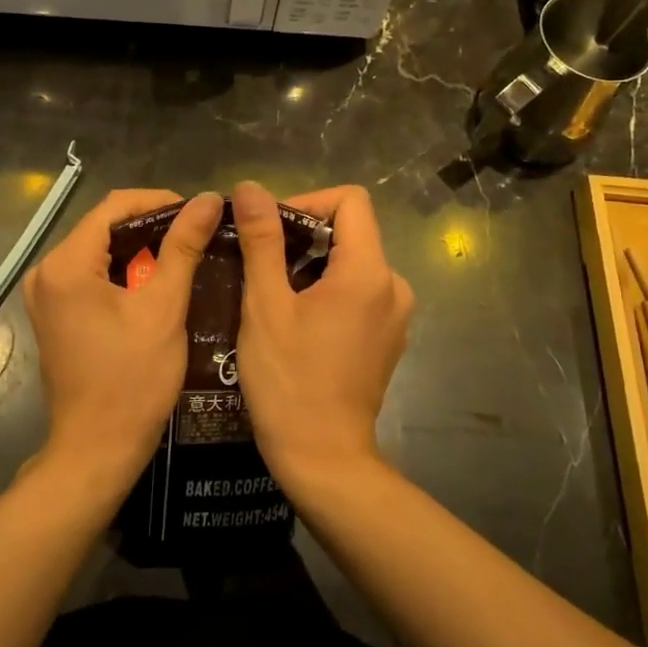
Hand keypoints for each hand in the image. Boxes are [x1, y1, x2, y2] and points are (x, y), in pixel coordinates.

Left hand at [23, 189, 222, 489]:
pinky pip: (90, 276)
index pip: (114, 206)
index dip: (159, 201)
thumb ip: (183, 247)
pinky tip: (156, 282)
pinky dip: (123, 273)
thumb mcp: (164, 308)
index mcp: (66, 264)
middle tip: (197, 235)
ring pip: (98, 251)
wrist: (97, 449)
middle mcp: (46, 272)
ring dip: (139, 250)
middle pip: (103, 227)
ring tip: (184, 255)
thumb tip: (208, 199)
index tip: (198, 212)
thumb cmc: (133, 380)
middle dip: (151, 226)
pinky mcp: (53, 314)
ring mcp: (45, 295)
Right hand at [231, 181, 413, 489]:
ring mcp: (396, 316)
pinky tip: (295, 321)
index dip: (307, 201)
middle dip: (303, 237)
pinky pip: (359, 293)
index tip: (270, 230)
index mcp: (369, 272)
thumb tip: (251, 188)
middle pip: (351, 232)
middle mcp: (394, 286)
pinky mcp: (388, 339)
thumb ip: (262, 240)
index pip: (350, 200)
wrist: (323, 458)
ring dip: (312, 266)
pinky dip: (328, 292)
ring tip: (271, 293)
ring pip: (352, 263)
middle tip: (259, 263)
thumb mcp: (266, 305)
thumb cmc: (288, 380)